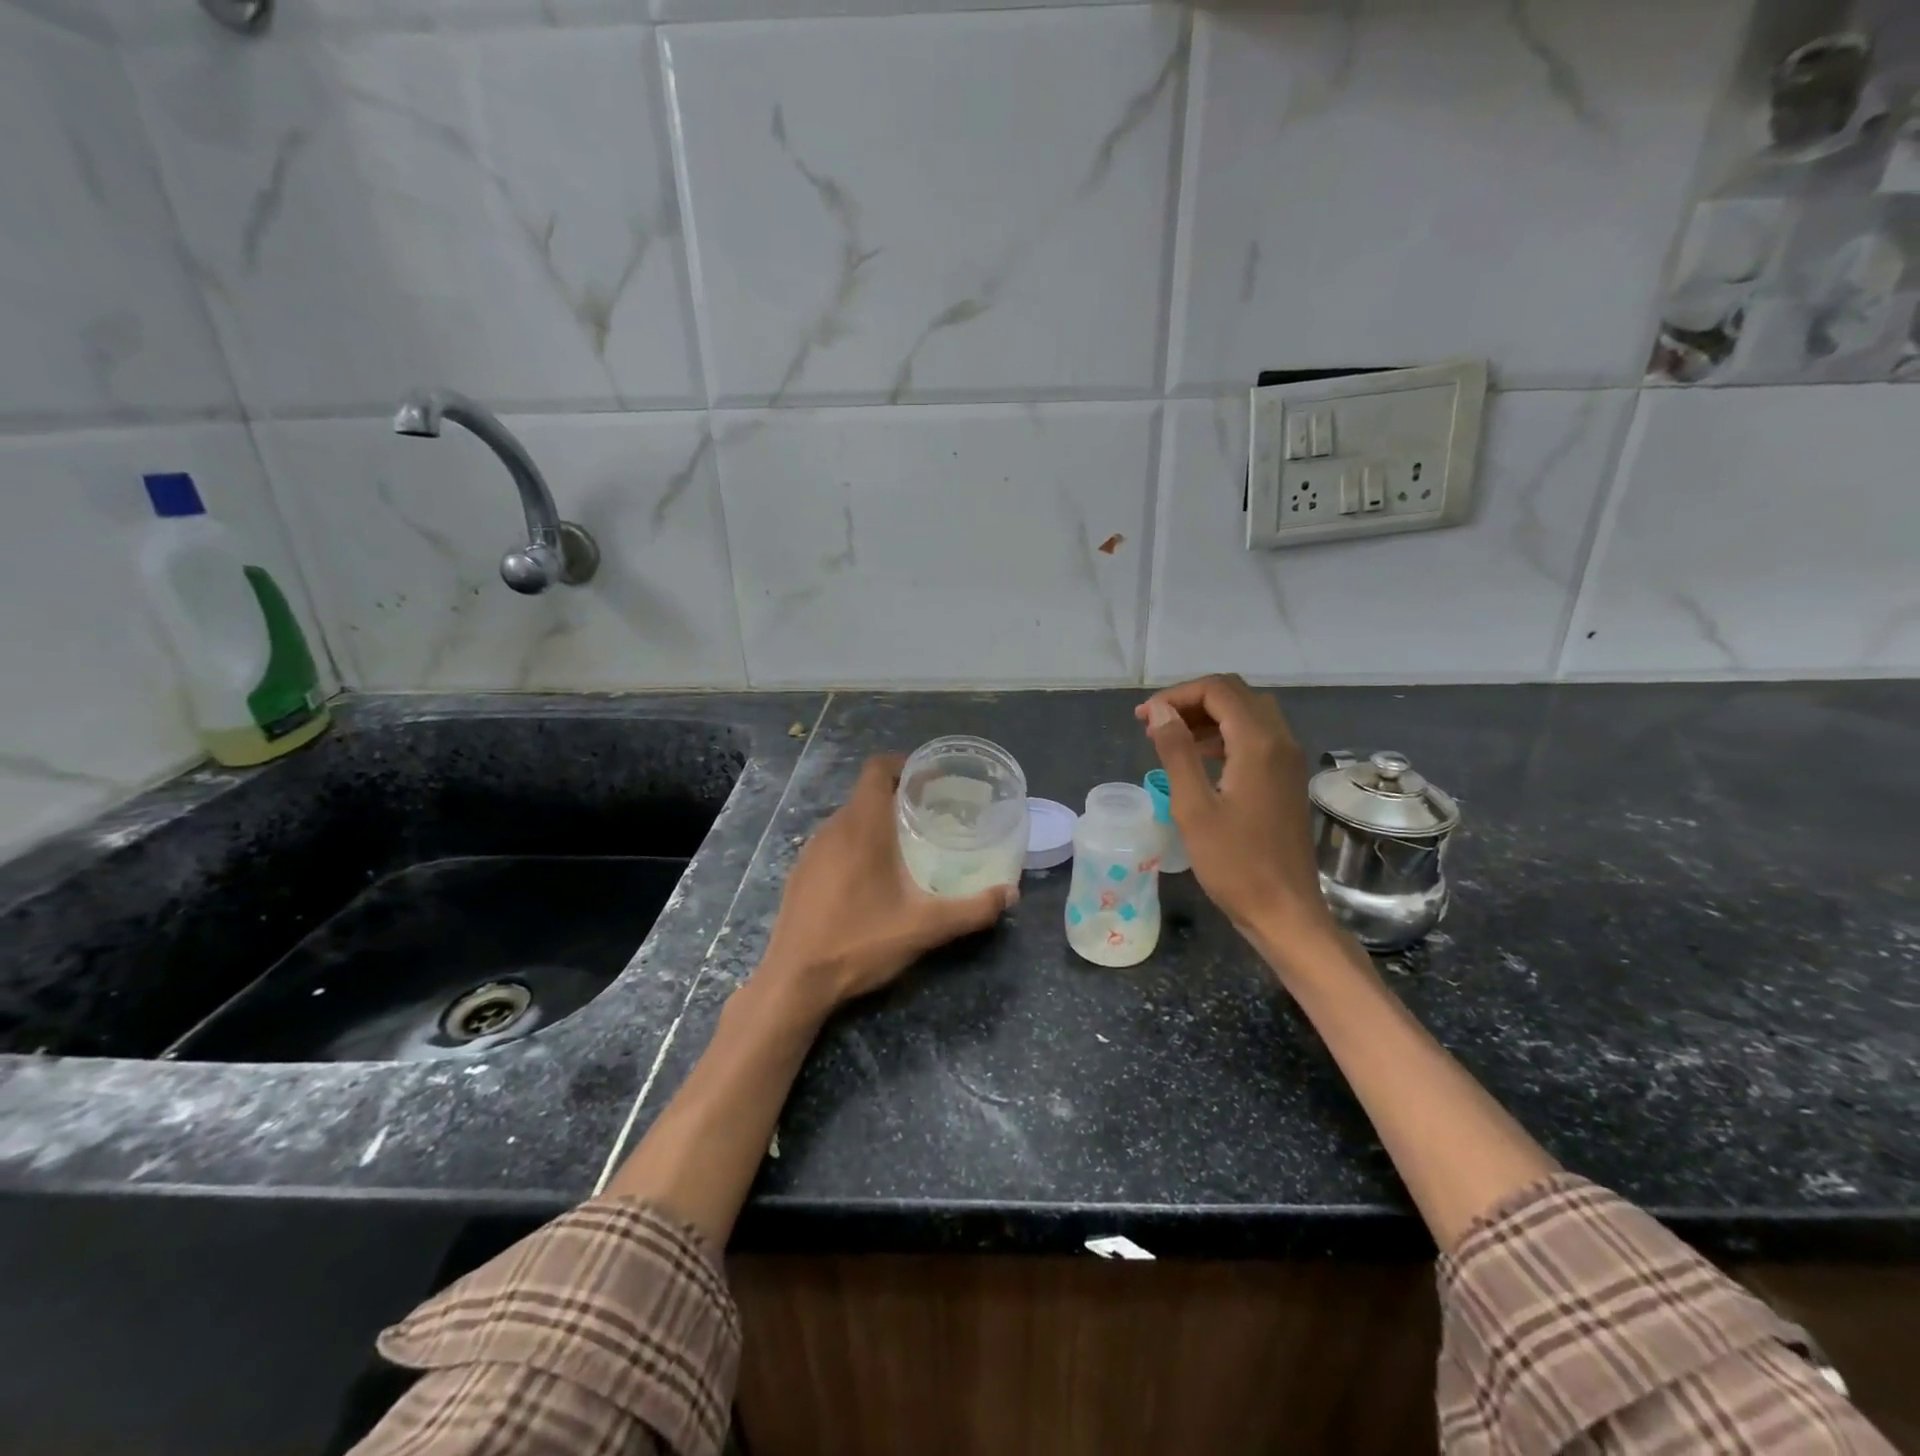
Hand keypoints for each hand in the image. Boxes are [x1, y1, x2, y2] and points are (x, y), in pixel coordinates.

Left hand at [758, 754, 1016, 1013]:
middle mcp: (833, 829)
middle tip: (933, 815)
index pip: (878, 769)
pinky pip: (834, 842)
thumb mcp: (924, 929)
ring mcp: (811, 851)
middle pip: (866, 793)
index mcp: (861, 827)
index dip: (905, 765)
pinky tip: (873, 878)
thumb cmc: (859, 943)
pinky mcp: (801, 873)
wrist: (794, 981)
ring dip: (878, 821)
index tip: (933, 780)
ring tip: (909, 846)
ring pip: (850, 818)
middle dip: (900, 796)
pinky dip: (857, 844)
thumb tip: (1010, 894)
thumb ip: (971, 910)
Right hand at [1135, 675, 1334, 954]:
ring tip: (1168, 737)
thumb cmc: (1234, 863)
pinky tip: (1199, 757)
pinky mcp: (1286, 779)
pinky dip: (1225, 735)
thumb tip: (1161, 712)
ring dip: (1208, 716)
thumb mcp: (1194, 807)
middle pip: (1236, 695)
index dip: (1177, 695)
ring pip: (1248, 714)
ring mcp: (1288, 761)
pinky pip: (1256, 738)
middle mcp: (1280, 742)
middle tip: (1154, 724)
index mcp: (1259, 743)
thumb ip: (1177, 752)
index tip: (1144, 718)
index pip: (1218, 690)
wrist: (1284, 910)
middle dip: (1192, 701)